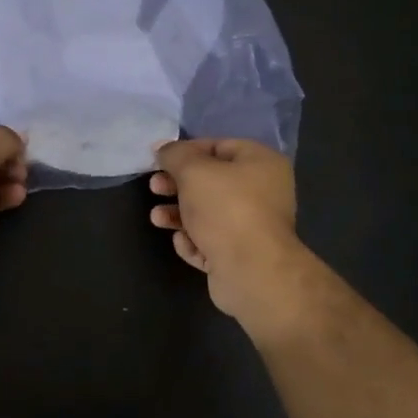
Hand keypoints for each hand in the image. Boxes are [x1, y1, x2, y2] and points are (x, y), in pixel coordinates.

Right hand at [149, 138, 305, 322]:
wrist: (252, 271)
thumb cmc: (226, 209)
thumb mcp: (193, 171)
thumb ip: (175, 155)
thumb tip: (162, 148)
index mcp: (261, 163)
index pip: (219, 146)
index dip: (186, 151)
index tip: (159, 160)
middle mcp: (263, 192)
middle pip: (211, 182)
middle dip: (178, 185)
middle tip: (155, 188)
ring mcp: (253, 226)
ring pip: (208, 214)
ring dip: (178, 215)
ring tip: (157, 218)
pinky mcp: (241, 256)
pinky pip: (211, 241)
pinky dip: (194, 240)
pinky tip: (183, 242)